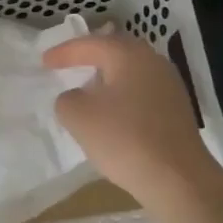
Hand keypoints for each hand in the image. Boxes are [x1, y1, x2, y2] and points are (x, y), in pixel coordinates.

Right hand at [43, 32, 222, 206]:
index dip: (65, 52)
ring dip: (108, 77)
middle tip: (69, 63)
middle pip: (116, 51)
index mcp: (129, 54)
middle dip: (90, 56)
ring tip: (89, 88)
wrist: (178, 178)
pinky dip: (123, 95)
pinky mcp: (178, 110)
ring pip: (131, 72)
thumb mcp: (79, 117)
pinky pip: (142, 92)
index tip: (44, 61)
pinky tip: (114, 112)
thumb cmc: (124, 139)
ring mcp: (170, 85)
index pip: (91, 44)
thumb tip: (76, 97)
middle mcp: (153, 61)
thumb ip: (67, 99)